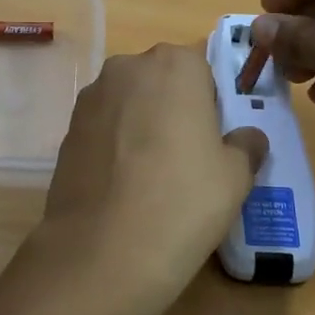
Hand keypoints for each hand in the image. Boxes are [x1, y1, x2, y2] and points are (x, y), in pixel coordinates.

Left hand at [37, 44, 266, 311]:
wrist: (103, 250)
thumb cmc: (183, 200)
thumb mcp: (236, 176)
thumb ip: (246, 145)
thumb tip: (248, 138)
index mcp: (174, 64)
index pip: (201, 69)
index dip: (210, 104)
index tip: (212, 139)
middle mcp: (126, 68)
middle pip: (160, 82)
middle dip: (173, 109)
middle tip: (186, 158)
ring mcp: (89, 99)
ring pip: (128, 105)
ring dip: (140, 126)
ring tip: (151, 177)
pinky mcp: (66, 132)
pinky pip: (102, 131)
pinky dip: (114, 148)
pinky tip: (122, 188)